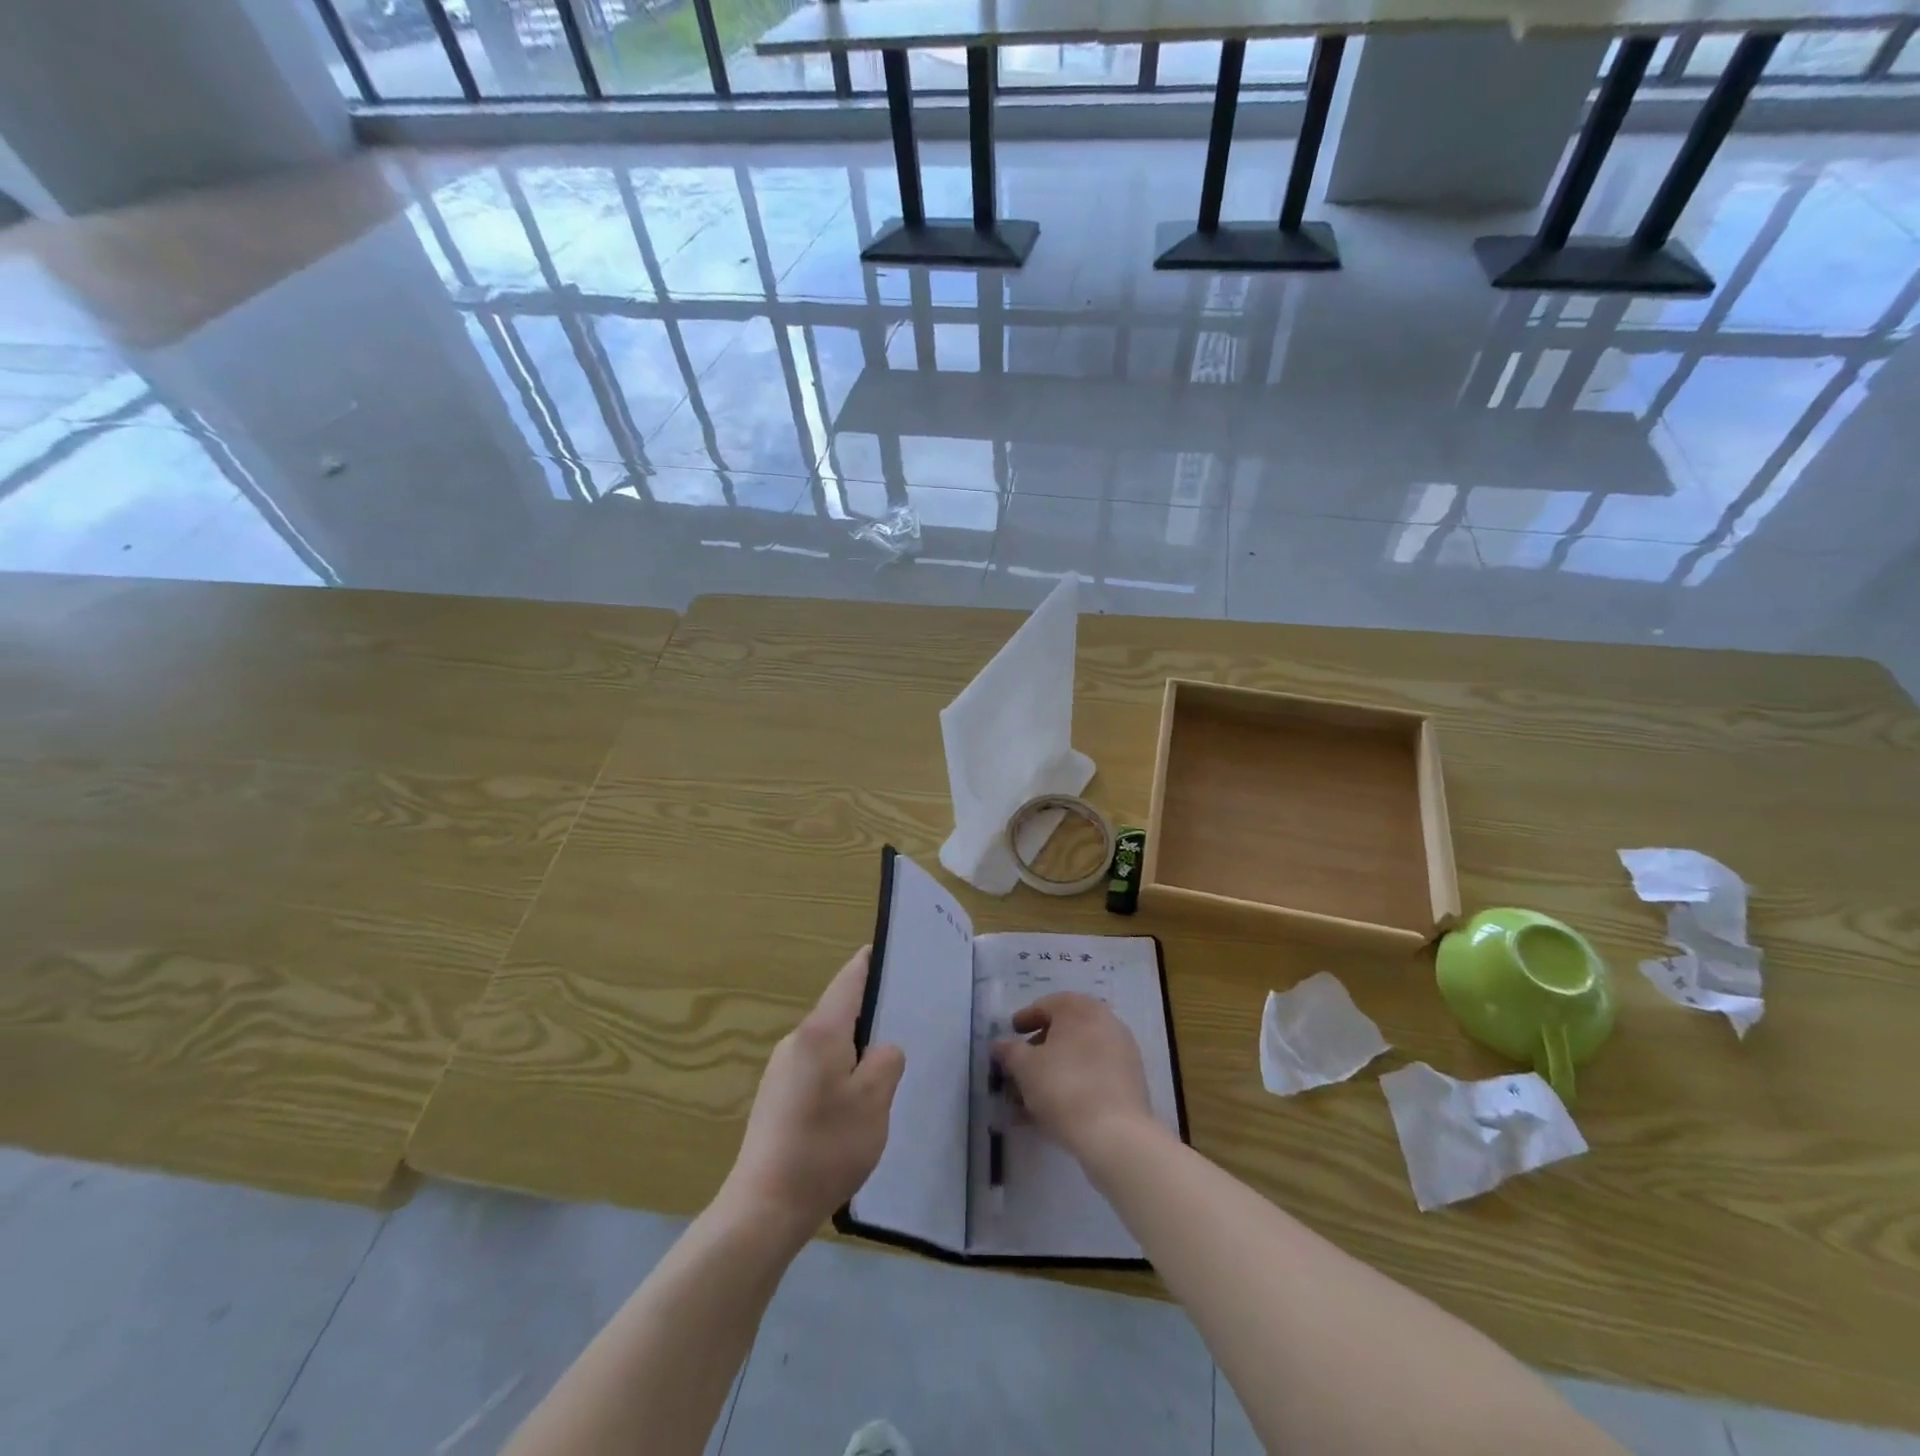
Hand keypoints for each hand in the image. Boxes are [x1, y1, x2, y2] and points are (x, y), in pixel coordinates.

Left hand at [720, 947, 905, 1247]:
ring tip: (885, 1071)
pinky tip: (853, 1106)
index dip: (869, 963)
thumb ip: (886, 1062)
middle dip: (870, 1014)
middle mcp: (796, 1042)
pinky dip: (839, 1074)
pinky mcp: (776, 1099)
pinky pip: (816, 1070)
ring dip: (855, 1051)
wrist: (764, 1208)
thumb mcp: (874, 1102)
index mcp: (821, 1032)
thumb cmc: (825, 1146)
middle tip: (905, 1023)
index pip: (849, 980)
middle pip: (839, 1013)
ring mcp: (781, 1070)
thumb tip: (882, 1050)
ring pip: (828, 1045)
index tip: (890, 952)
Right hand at [992, 992, 1157, 1164]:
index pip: (1047, 1005)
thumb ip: (1010, 1051)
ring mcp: (1122, 1051)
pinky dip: (1073, 1084)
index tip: (1012, 1034)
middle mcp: (1105, 1021)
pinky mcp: (1130, 1081)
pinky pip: (1094, 1074)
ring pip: (1079, 1056)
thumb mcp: (1025, 1067)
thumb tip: (1000, 1044)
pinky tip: (1054, 1108)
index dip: (1025, 1019)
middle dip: (1039, 1049)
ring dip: (1054, 1070)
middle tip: (1020, 1066)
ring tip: (1031, 1096)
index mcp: (1080, 1008)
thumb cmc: (1064, 1087)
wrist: (1116, 1134)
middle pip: (1064, 1031)